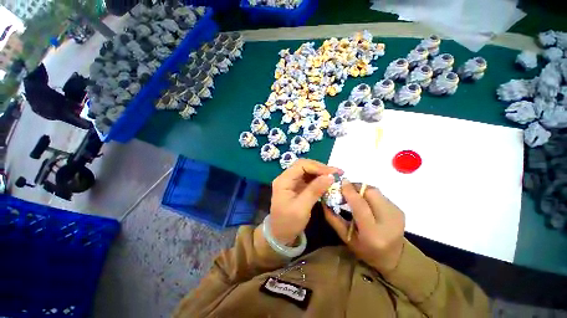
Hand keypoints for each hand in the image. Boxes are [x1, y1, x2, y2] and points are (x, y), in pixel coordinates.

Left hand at [270, 159, 340, 244]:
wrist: (280, 235)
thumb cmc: (288, 223)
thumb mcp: (302, 208)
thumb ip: (314, 190)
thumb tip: (330, 176)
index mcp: (283, 181)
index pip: (301, 165)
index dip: (317, 167)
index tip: (332, 173)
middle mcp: (286, 178)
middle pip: (304, 165)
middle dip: (320, 168)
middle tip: (337, 173)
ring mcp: (291, 182)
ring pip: (307, 171)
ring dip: (321, 172)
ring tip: (334, 176)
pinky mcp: (296, 187)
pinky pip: (308, 178)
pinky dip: (318, 179)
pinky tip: (327, 182)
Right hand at [324, 180, 404, 273]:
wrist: (394, 257)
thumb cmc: (365, 250)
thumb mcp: (345, 237)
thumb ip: (333, 218)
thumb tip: (324, 200)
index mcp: (372, 233)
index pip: (360, 205)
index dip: (349, 191)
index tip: (340, 182)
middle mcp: (388, 221)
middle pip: (370, 193)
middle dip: (356, 187)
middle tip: (346, 189)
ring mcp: (396, 214)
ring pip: (376, 191)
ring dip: (362, 189)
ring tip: (354, 195)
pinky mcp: (400, 210)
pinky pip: (380, 195)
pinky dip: (369, 194)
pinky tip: (365, 201)